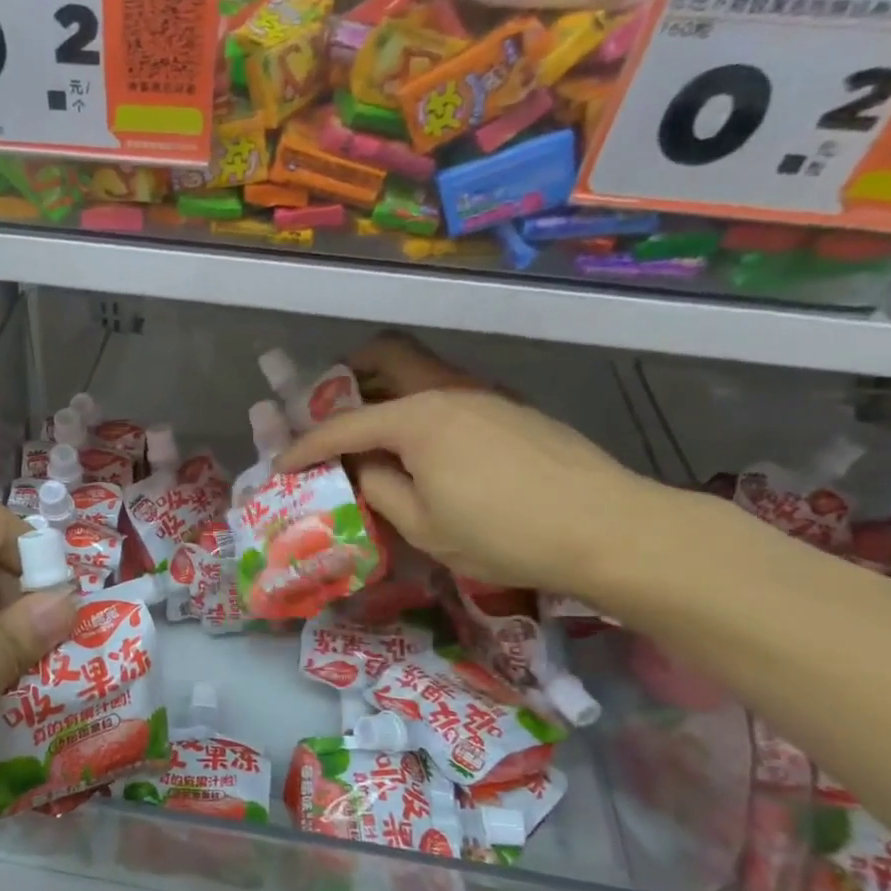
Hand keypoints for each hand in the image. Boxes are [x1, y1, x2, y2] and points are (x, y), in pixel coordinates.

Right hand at [276, 334, 671, 595]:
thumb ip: (379, 489)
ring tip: (371, 434)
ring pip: (420, 373)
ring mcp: (485, 395)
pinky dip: (419, 409)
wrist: (608, 528)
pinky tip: (425, 448)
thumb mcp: (423, 525)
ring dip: (385, 393)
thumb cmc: (503, 533)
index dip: (306, 444)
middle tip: (328, 412)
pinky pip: (448, 394)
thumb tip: (364, 467)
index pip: (345, 425)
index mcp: (418, 419)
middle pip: (386, 357)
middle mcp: (448, 391)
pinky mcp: (512, 410)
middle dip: (346, 378)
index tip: (282, 462)